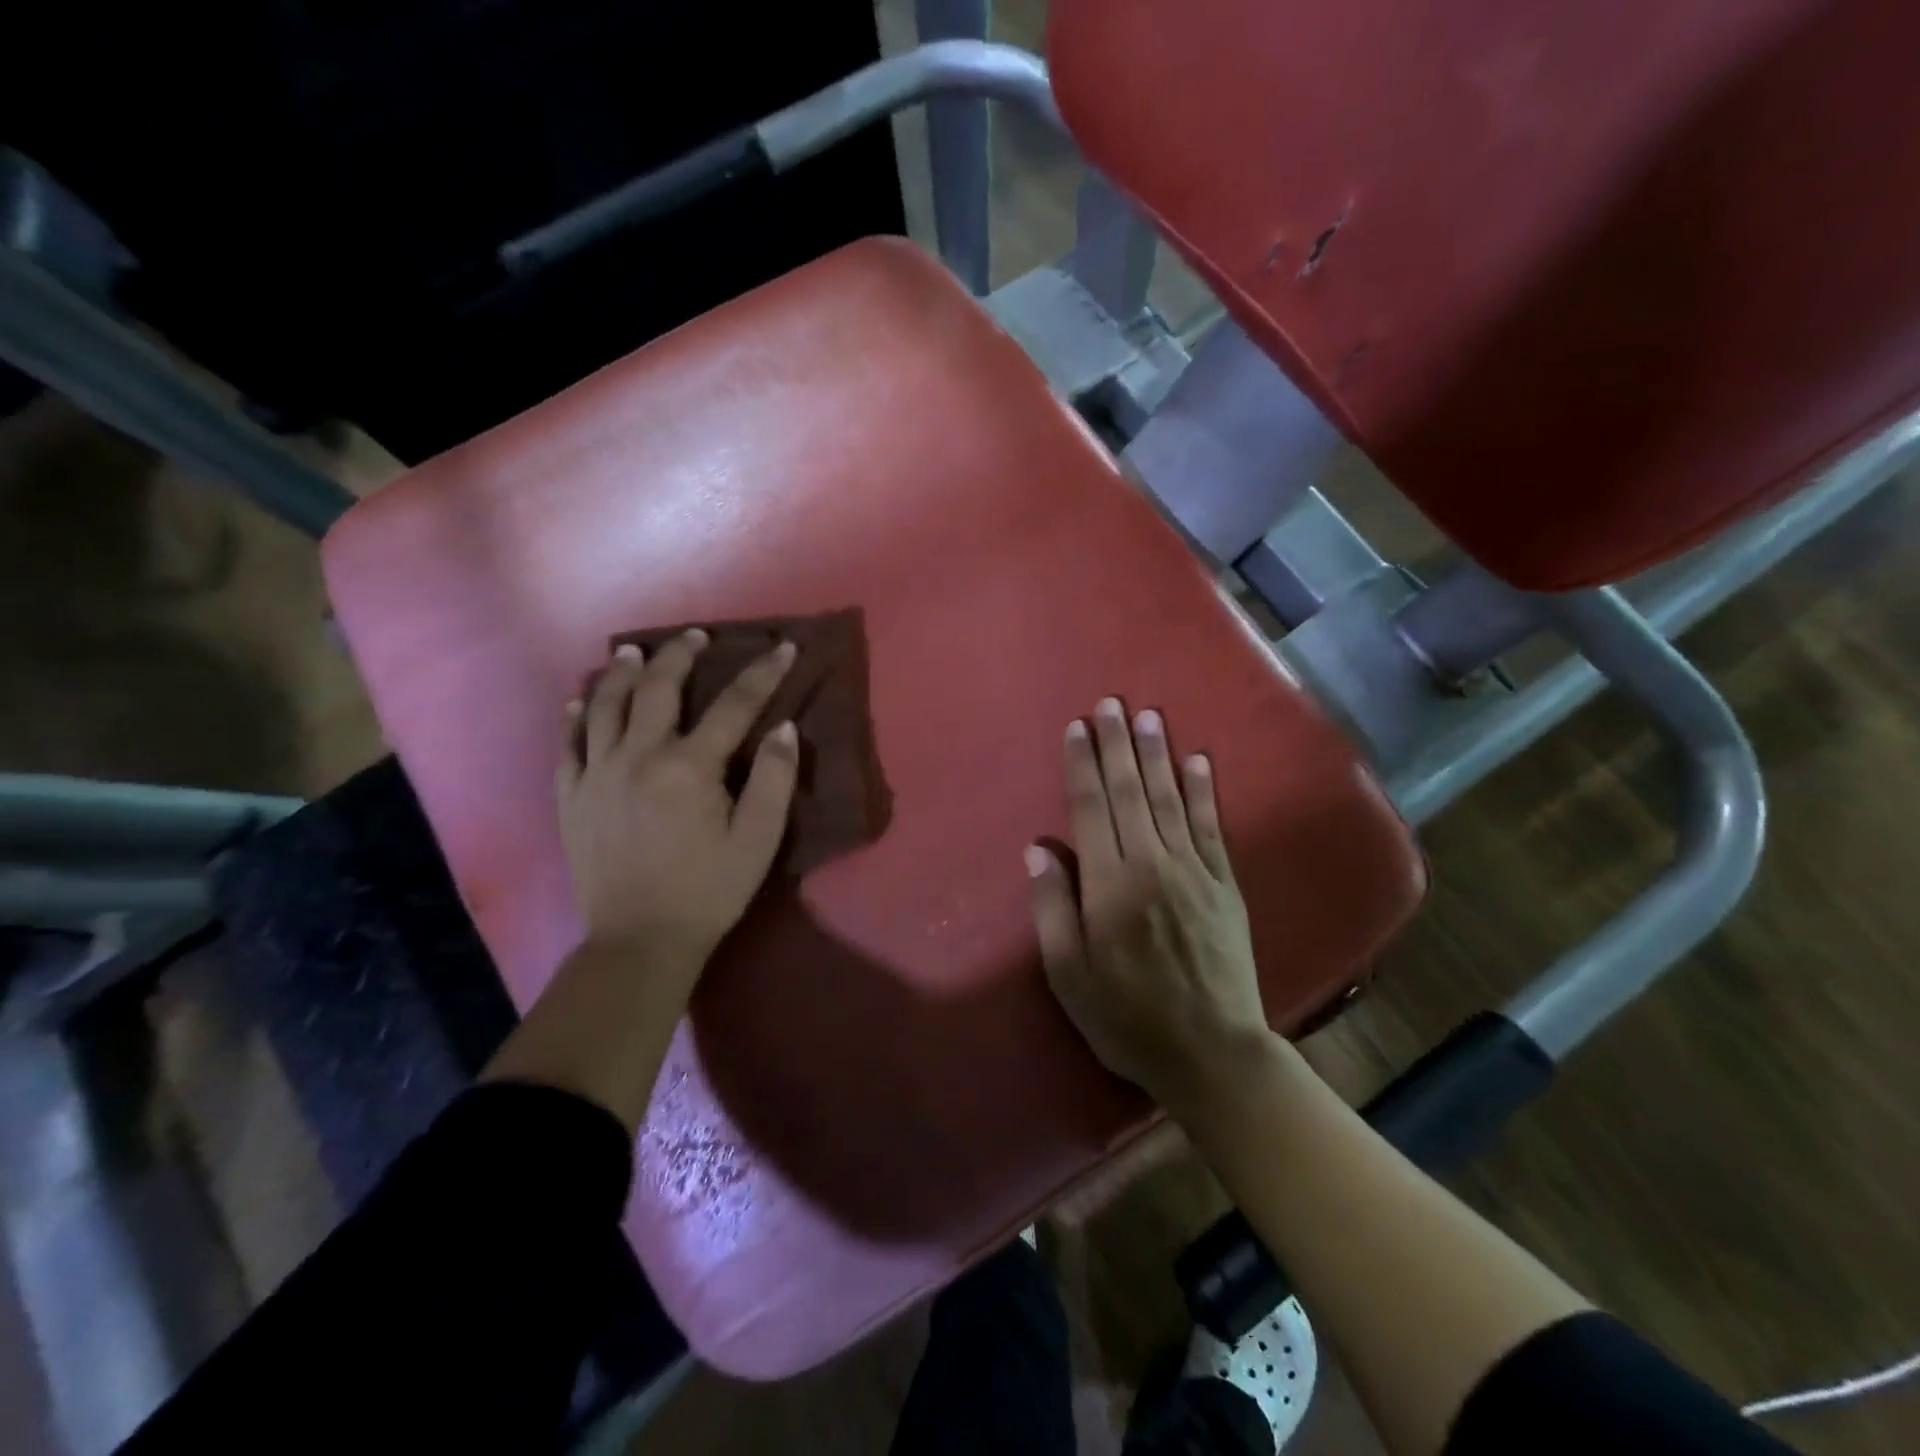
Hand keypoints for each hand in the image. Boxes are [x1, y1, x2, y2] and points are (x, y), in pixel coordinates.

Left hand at [559, 629, 799, 968]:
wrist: (639, 940)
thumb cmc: (709, 890)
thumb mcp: (758, 840)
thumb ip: (774, 779)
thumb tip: (785, 727)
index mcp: (690, 766)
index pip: (734, 705)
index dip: (762, 673)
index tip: (782, 647)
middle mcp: (638, 756)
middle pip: (659, 688)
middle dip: (681, 654)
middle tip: (695, 635)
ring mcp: (597, 773)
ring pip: (605, 705)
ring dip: (622, 672)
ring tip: (633, 652)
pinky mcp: (571, 796)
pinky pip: (567, 743)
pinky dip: (574, 715)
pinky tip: (580, 699)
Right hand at [1026, 698, 1272, 1113]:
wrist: (1212, 1052)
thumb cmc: (1126, 1018)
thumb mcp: (1068, 974)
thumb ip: (1052, 907)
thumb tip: (1038, 850)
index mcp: (1108, 884)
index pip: (1090, 807)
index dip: (1081, 763)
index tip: (1077, 727)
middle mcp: (1151, 864)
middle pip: (1130, 791)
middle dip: (1118, 744)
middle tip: (1112, 702)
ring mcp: (1194, 871)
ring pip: (1170, 799)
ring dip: (1157, 755)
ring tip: (1149, 716)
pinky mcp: (1225, 885)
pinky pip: (1212, 827)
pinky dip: (1204, 792)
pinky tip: (1199, 761)